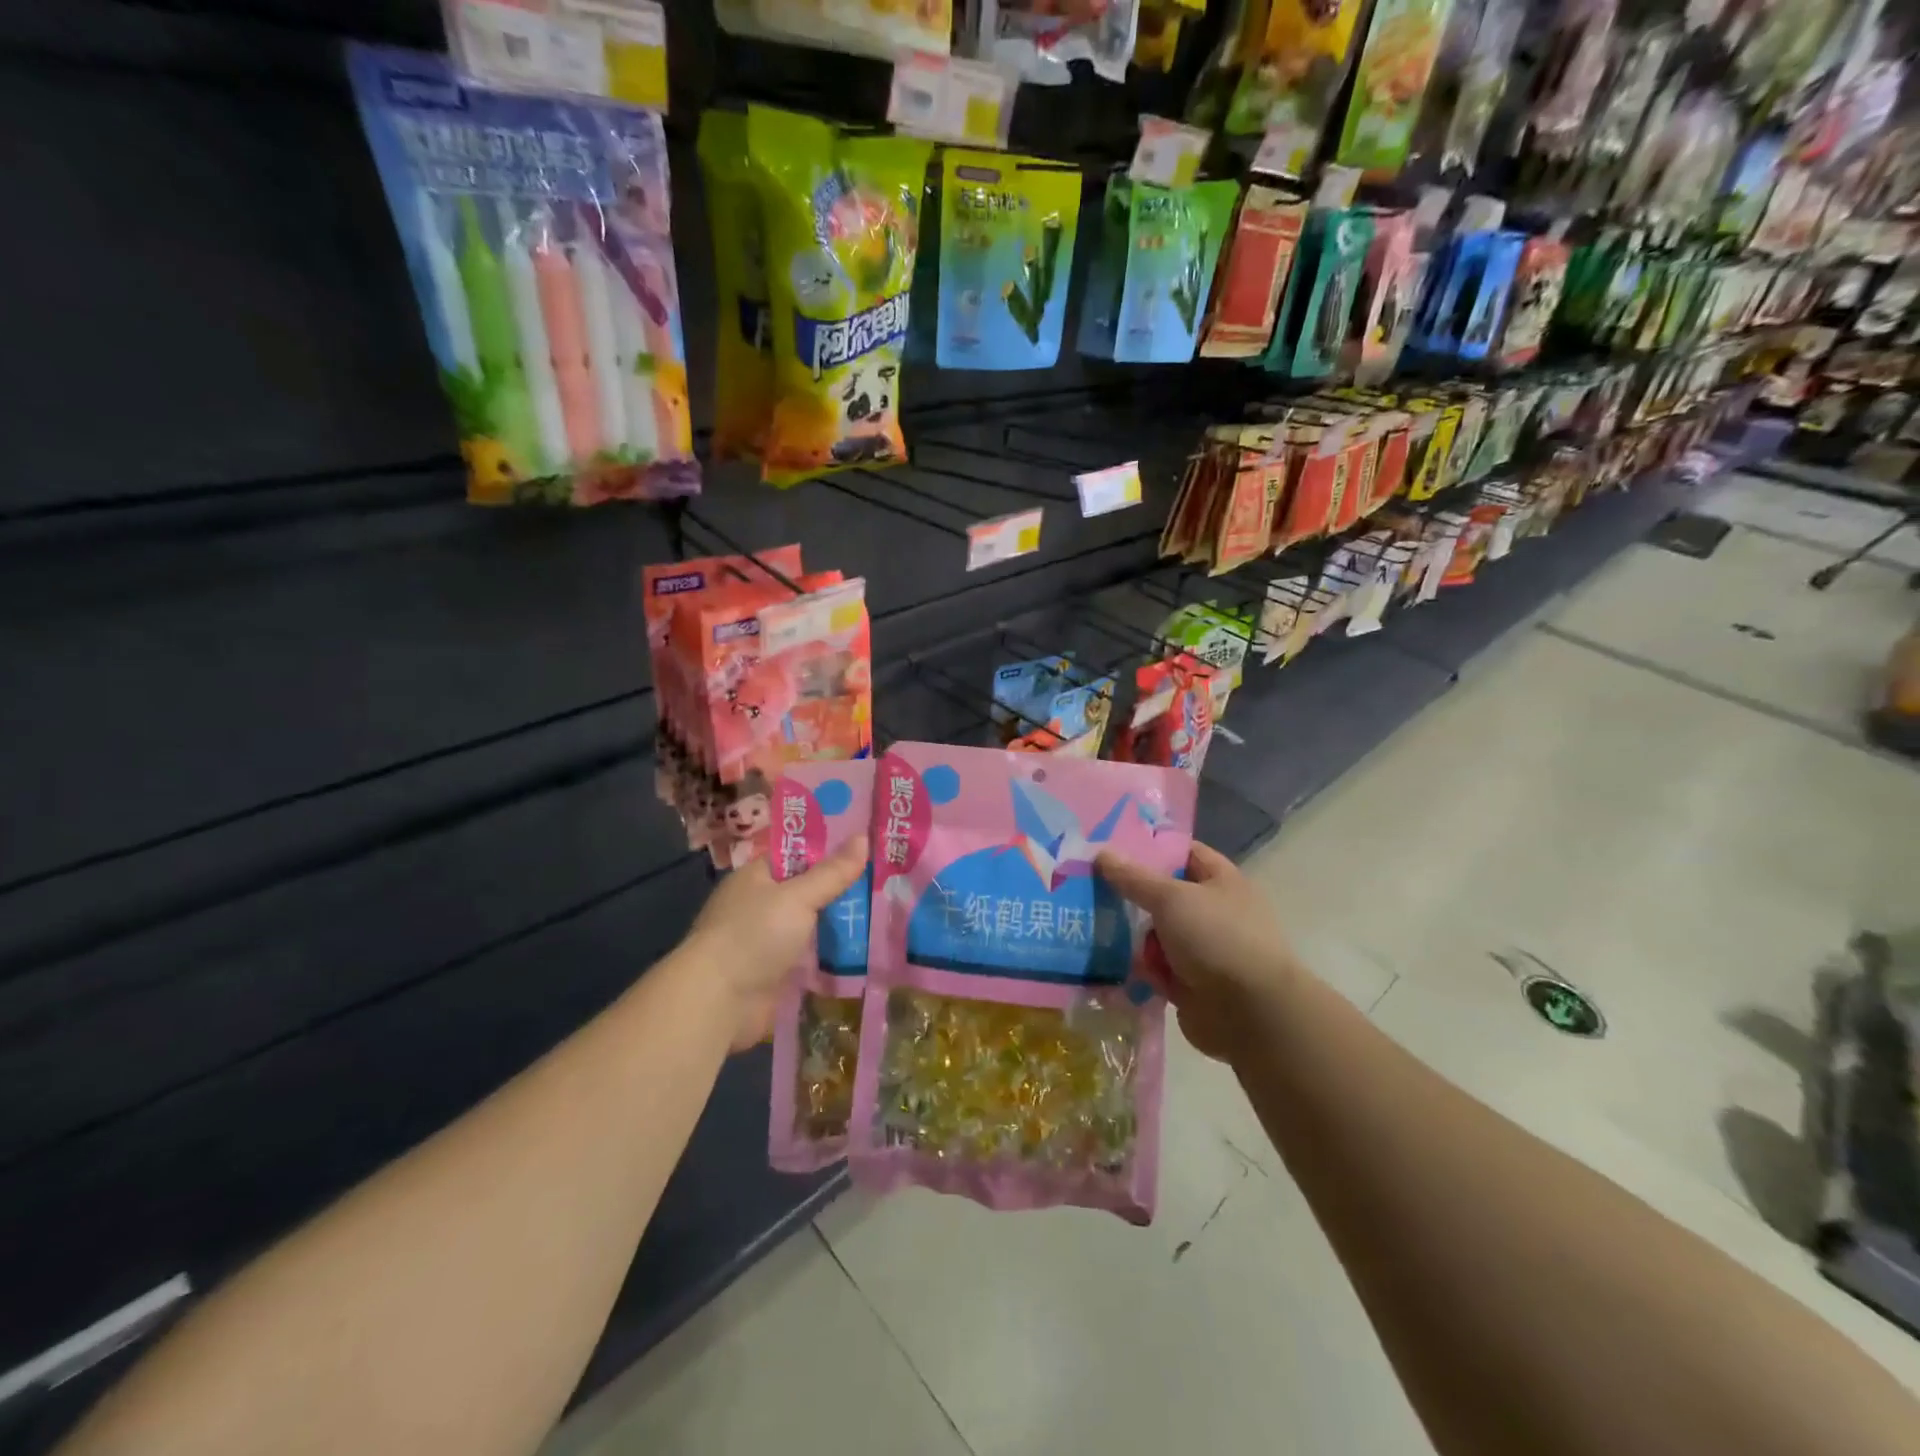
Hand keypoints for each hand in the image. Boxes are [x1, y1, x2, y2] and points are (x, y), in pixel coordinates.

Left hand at [680, 835, 868, 1051]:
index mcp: (757, 877)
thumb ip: (832, 872)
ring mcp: (768, 942)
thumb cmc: (754, 935)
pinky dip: (833, 959)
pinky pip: (812, 960)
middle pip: (809, 892)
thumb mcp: (798, 897)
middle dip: (843, 892)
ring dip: (842, 927)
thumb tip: (864, 836)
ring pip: (813, 927)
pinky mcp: (776, 974)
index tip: (869, 848)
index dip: (832, 850)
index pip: (799, 855)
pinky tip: (868, 954)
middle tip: (890, 883)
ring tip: (889, 916)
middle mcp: (760, 906)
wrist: (718, 1002)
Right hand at [1096, 841, 1300, 1063]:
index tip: (1111, 847)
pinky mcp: (1190, 984)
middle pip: (1164, 895)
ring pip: (1156, 934)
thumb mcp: (1171, 898)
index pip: (1183, 853)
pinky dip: (1139, 968)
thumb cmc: (1217, 939)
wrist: (1251, 1015)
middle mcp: (1214, 912)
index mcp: (1221, 881)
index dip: (1150, 848)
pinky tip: (1106, 963)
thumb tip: (1102, 852)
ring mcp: (1203, 950)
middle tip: (1088, 887)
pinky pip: (1156, 968)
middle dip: (1131, 895)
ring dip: (1131, 935)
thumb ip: (1134, 878)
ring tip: (1089, 927)